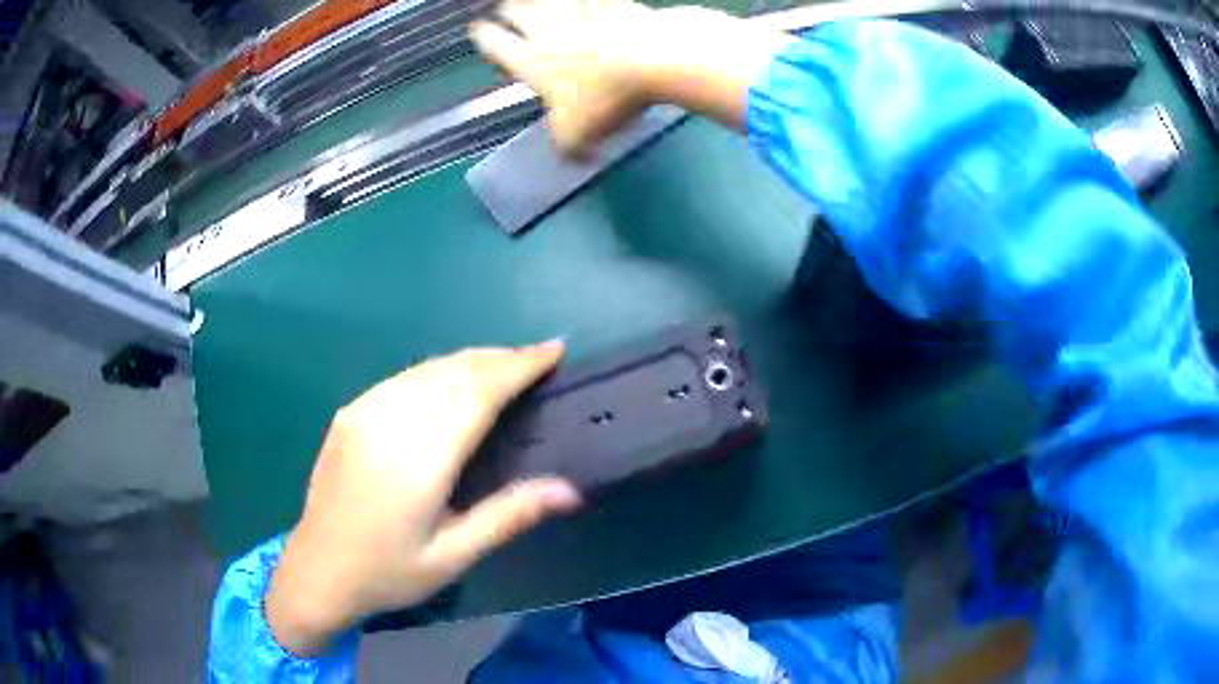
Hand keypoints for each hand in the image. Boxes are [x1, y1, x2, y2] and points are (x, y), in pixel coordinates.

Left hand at [266, 342, 580, 655]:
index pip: (477, 393)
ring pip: (427, 369)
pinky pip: (402, 378)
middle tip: (536, 359)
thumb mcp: (453, 556)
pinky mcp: (349, 414)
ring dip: (470, 361)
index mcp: (419, 459)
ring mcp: (364, 413)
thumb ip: (508, 516)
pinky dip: (437, 372)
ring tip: (503, 366)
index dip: (518, 366)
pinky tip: (450, 383)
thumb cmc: (389, 572)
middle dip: (500, 358)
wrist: (318, 571)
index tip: (553, 351)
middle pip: (454, 372)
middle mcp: (389, 423)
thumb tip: (571, 489)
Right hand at [471, 0, 790, 154]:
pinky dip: (588, 1)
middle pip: (515, 9)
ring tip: (543, 5)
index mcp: (530, 60)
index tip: (479, 32)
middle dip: (509, 11)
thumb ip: (566, 145)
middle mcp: (547, 28)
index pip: (494, 44)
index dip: (484, 38)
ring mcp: (579, 8)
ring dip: (541, 1)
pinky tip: (591, 4)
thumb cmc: (607, 98)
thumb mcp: (578, 135)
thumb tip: (572, 156)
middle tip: (509, 12)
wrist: (654, 57)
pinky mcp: (612, 0)